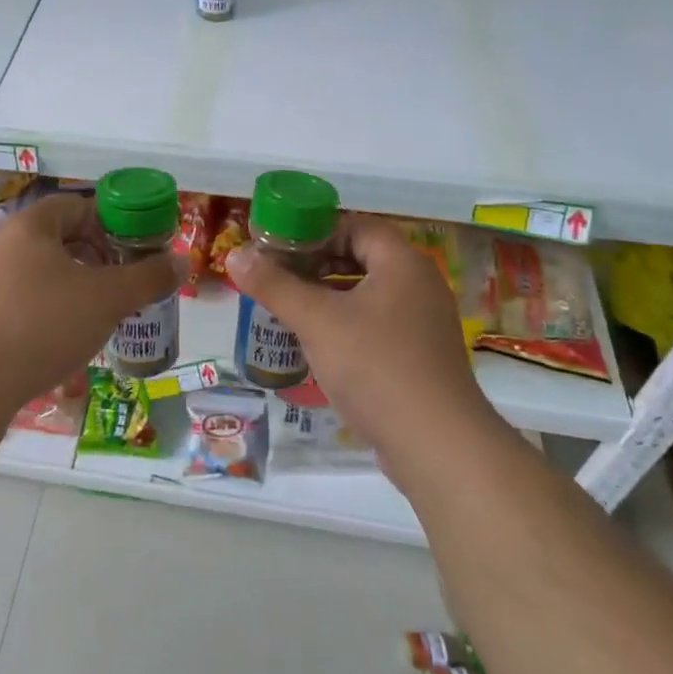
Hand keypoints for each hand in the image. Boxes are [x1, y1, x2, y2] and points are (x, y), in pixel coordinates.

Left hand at [0, 193, 183, 413]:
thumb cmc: (43, 327)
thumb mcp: (107, 300)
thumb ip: (147, 278)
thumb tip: (180, 261)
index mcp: (28, 226)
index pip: (75, 205)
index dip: (109, 223)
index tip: (132, 251)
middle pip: (55, 238)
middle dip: (92, 258)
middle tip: (118, 284)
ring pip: (35, 270)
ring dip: (68, 285)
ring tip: (92, 315)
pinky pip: (15, 299)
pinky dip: (42, 309)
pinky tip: (56, 340)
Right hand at [226, 215, 500, 483]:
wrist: (438, 447)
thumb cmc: (376, 367)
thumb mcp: (317, 321)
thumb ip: (275, 285)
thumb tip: (234, 255)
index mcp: (402, 263)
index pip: (356, 226)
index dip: (316, 230)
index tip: (279, 246)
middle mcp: (419, 285)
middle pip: (362, 257)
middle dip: (317, 264)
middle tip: (278, 275)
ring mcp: (424, 323)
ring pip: (368, 293)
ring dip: (329, 295)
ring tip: (290, 307)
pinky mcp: (421, 357)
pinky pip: (378, 323)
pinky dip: (347, 323)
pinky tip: (319, 343)